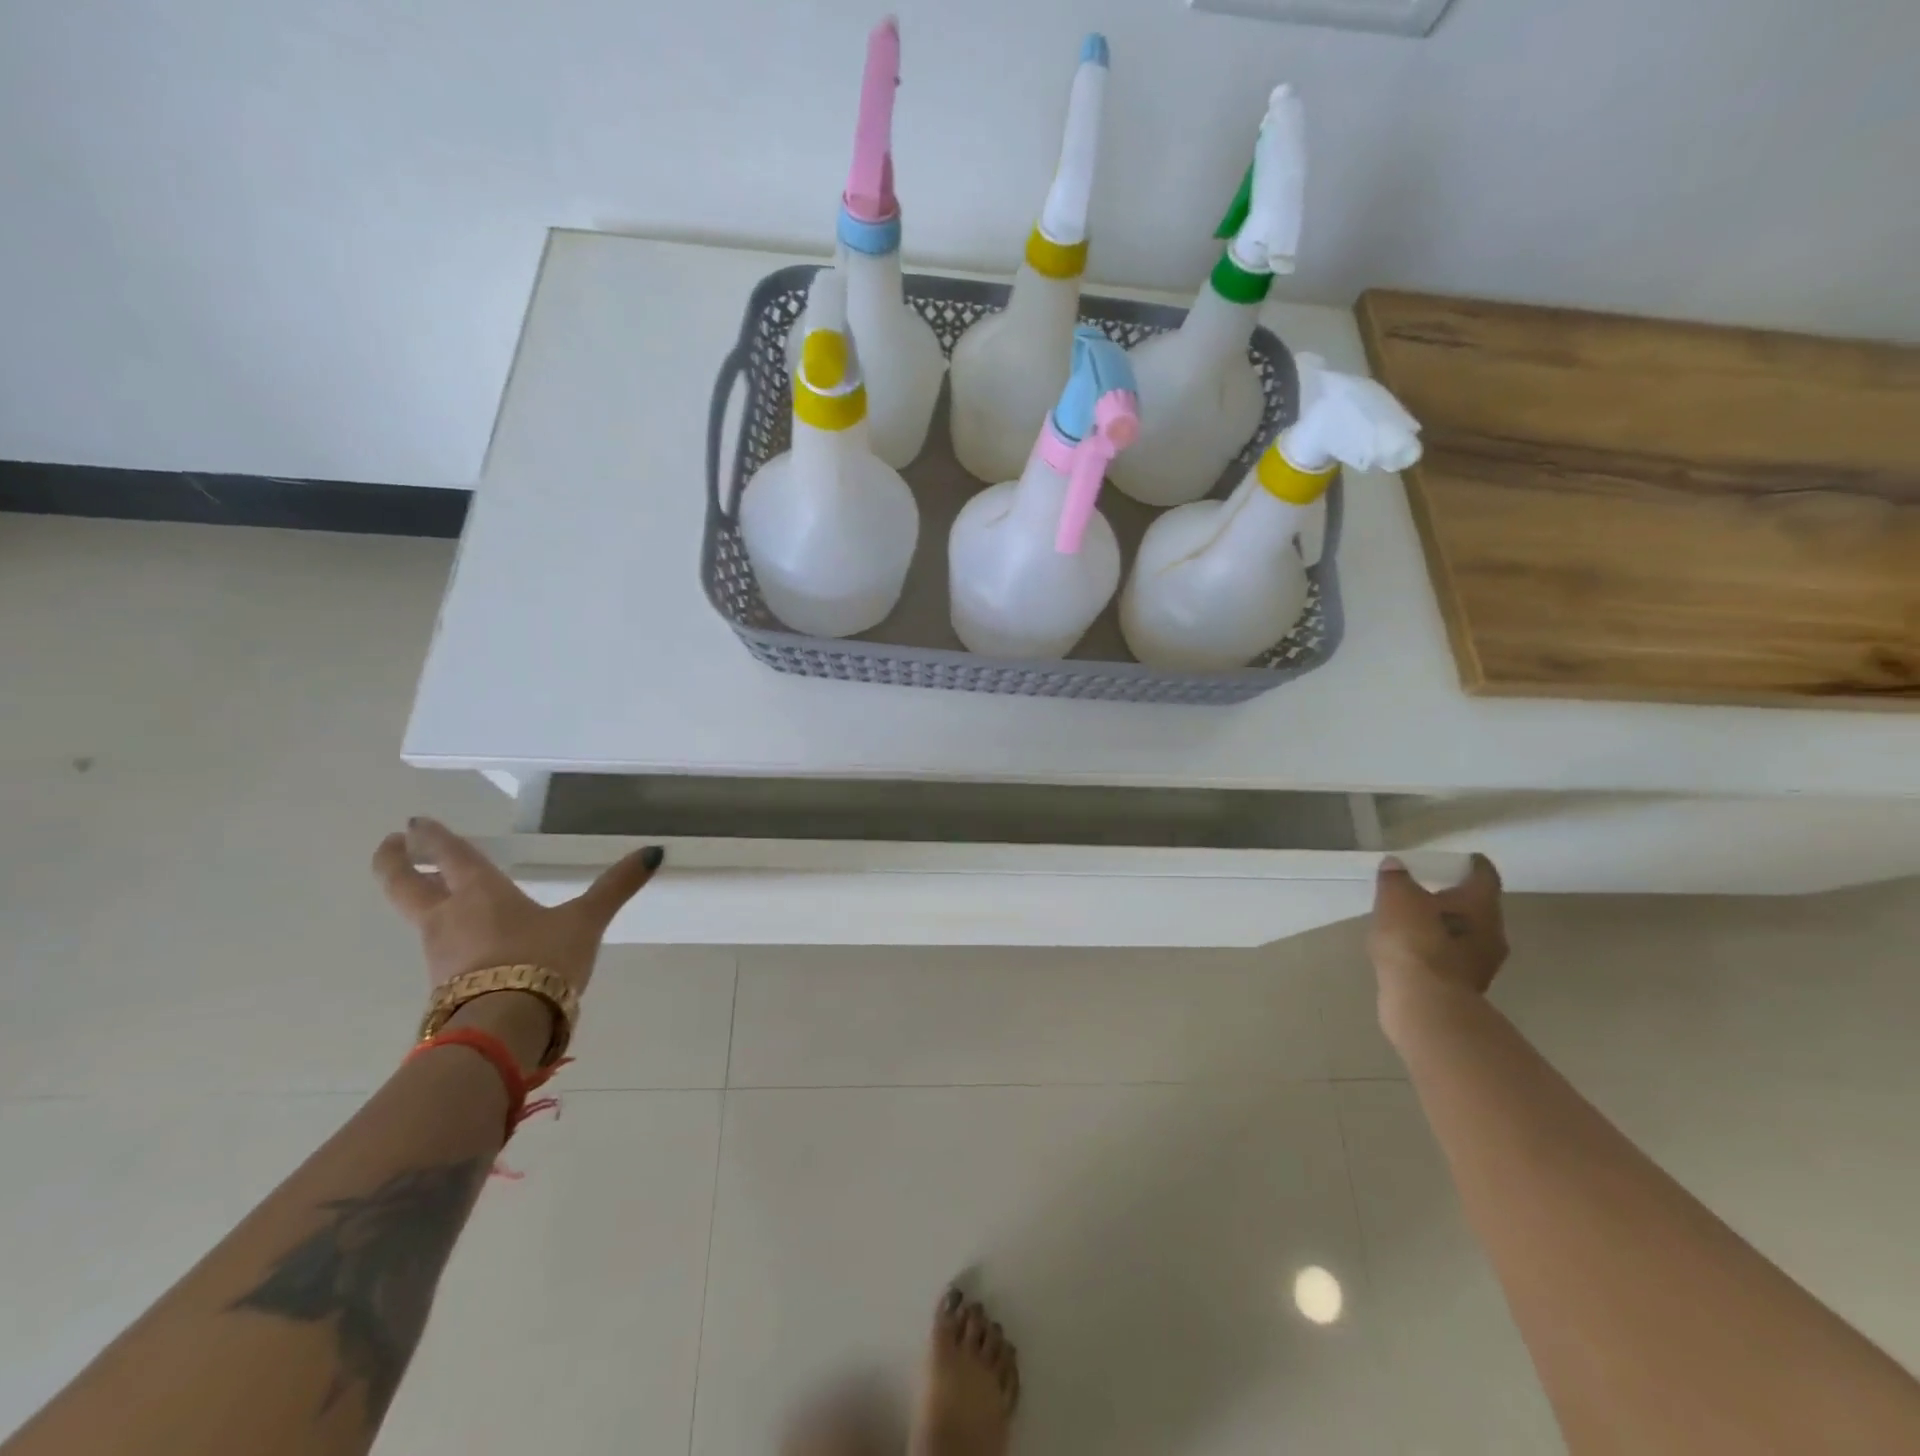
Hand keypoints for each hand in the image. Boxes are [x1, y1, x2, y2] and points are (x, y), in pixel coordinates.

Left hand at [373, 818, 661, 1064]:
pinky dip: (443, 936)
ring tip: (437, 892)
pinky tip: (465, 943)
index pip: (448, 855)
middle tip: (392, 844)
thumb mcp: (586, 921)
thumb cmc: (542, 960)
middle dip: (393, 862)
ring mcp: (438, 954)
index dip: (430, 837)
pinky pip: (438, 950)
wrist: (505, 1029)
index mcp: (479, 892)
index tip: (413, 823)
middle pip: (403, 885)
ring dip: (420, 899)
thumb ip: (615, 887)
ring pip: (419, 918)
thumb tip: (653, 852)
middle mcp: (448, 916)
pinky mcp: (442, 986)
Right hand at [1368, 854, 1507, 1021]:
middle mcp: (1492, 932)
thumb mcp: (1396, 898)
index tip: (1458, 859)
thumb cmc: (1415, 941)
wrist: (1424, 1003)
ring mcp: (1481, 963)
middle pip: (1476, 906)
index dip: (1470, 863)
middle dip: (1453, 898)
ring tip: (1411, 922)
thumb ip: (1396, 878)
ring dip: (1443, 927)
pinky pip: (1450, 958)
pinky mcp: (1464, 987)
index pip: (1483, 874)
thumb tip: (1396, 865)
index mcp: (1481, 904)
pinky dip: (1435, 950)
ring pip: (1464, 935)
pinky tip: (1411, 951)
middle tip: (1425, 890)